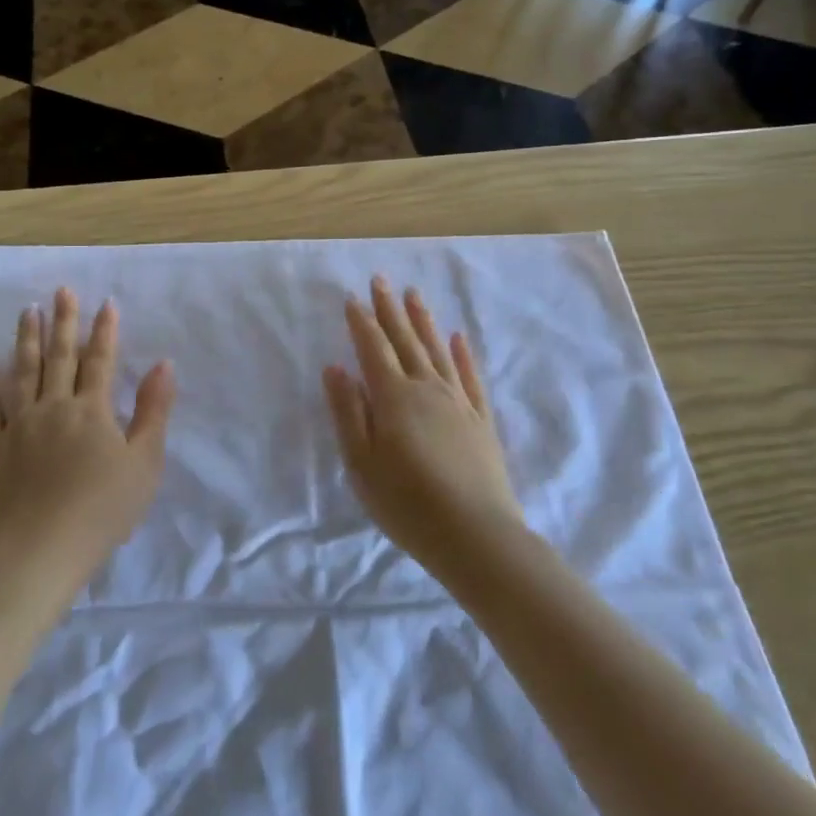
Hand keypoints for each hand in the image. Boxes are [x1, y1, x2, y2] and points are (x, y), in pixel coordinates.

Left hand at [0, 288, 174, 592]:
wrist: (40, 551)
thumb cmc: (102, 510)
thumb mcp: (144, 462)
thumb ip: (153, 410)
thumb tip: (164, 364)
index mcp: (92, 410)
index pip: (100, 361)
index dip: (105, 331)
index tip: (106, 303)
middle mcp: (54, 406)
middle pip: (60, 357)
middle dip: (64, 321)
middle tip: (61, 290)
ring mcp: (18, 425)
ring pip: (22, 373)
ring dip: (27, 340)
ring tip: (28, 311)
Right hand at [323, 278, 522, 570]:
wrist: (475, 535)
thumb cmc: (407, 504)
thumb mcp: (362, 463)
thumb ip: (348, 412)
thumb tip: (335, 367)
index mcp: (394, 397)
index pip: (373, 348)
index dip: (361, 321)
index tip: (352, 297)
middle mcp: (427, 388)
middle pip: (405, 340)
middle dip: (390, 309)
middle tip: (381, 280)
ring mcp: (458, 401)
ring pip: (437, 350)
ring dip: (424, 321)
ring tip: (414, 295)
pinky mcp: (481, 419)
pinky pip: (470, 376)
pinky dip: (463, 354)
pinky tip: (459, 337)